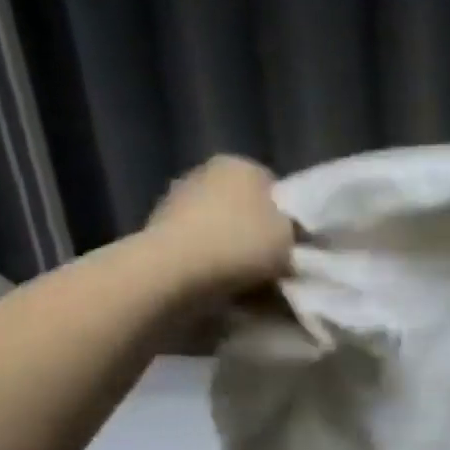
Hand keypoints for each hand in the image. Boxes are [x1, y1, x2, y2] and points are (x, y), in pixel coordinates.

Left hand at [143, 155, 293, 294]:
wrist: (174, 271)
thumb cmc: (241, 244)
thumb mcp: (289, 238)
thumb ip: (292, 231)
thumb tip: (287, 235)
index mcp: (241, 165)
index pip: (274, 188)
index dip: (287, 217)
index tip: (292, 244)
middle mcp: (205, 173)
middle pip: (243, 207)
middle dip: (255, 233)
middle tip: (272, 264)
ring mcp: (176, 200)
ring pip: (219, 228)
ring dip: (231, 250)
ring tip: (247, 281)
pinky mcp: (157, 231)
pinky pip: (197, 248)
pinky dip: (208, 262)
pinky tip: (220, 284)